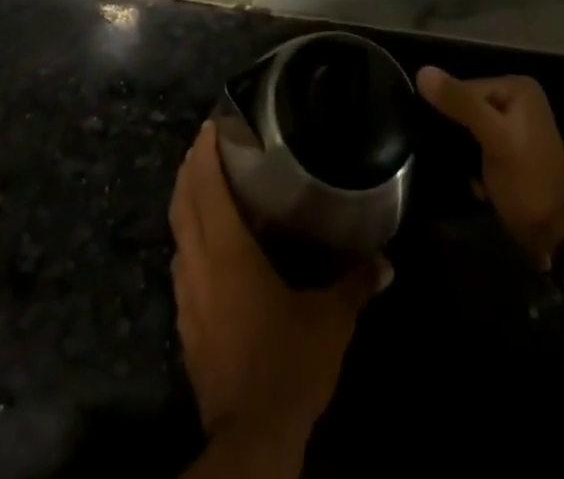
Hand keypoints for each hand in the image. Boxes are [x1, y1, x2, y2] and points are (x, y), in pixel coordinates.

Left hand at [169, 122, 386, 455]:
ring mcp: (186, 296)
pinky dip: (189, 240)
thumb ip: (355, 284)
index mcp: (226, 251)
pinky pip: (181, 264)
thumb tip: (385, 262)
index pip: (206, 187)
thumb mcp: (329, 321)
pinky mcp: (186, 324)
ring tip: (203, 185)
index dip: (205, 152)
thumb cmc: (287, 363)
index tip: (210, 125)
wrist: (250, 437)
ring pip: (178, 233)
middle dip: (189, 169)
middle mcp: (198, 265)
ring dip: (186, 203)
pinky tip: (206, 247)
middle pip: (182, 204)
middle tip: (204, 144)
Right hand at [417, 67, 563, 266]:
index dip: (452, 114)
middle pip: (466, 106)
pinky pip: (477, 144)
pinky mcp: (510, 149)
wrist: (558, 235)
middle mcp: (517, 99)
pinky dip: (473, 162)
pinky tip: (479, 182)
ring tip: (469, 172)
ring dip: (464, 152)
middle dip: (459, 135)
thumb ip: (460, 103)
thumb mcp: (494, 137)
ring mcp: (515, 125)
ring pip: (469, 127)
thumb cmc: (528, 181)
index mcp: (517, 87)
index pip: (464, 87)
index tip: (452, 143)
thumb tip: (422, 72)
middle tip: (462, 160)